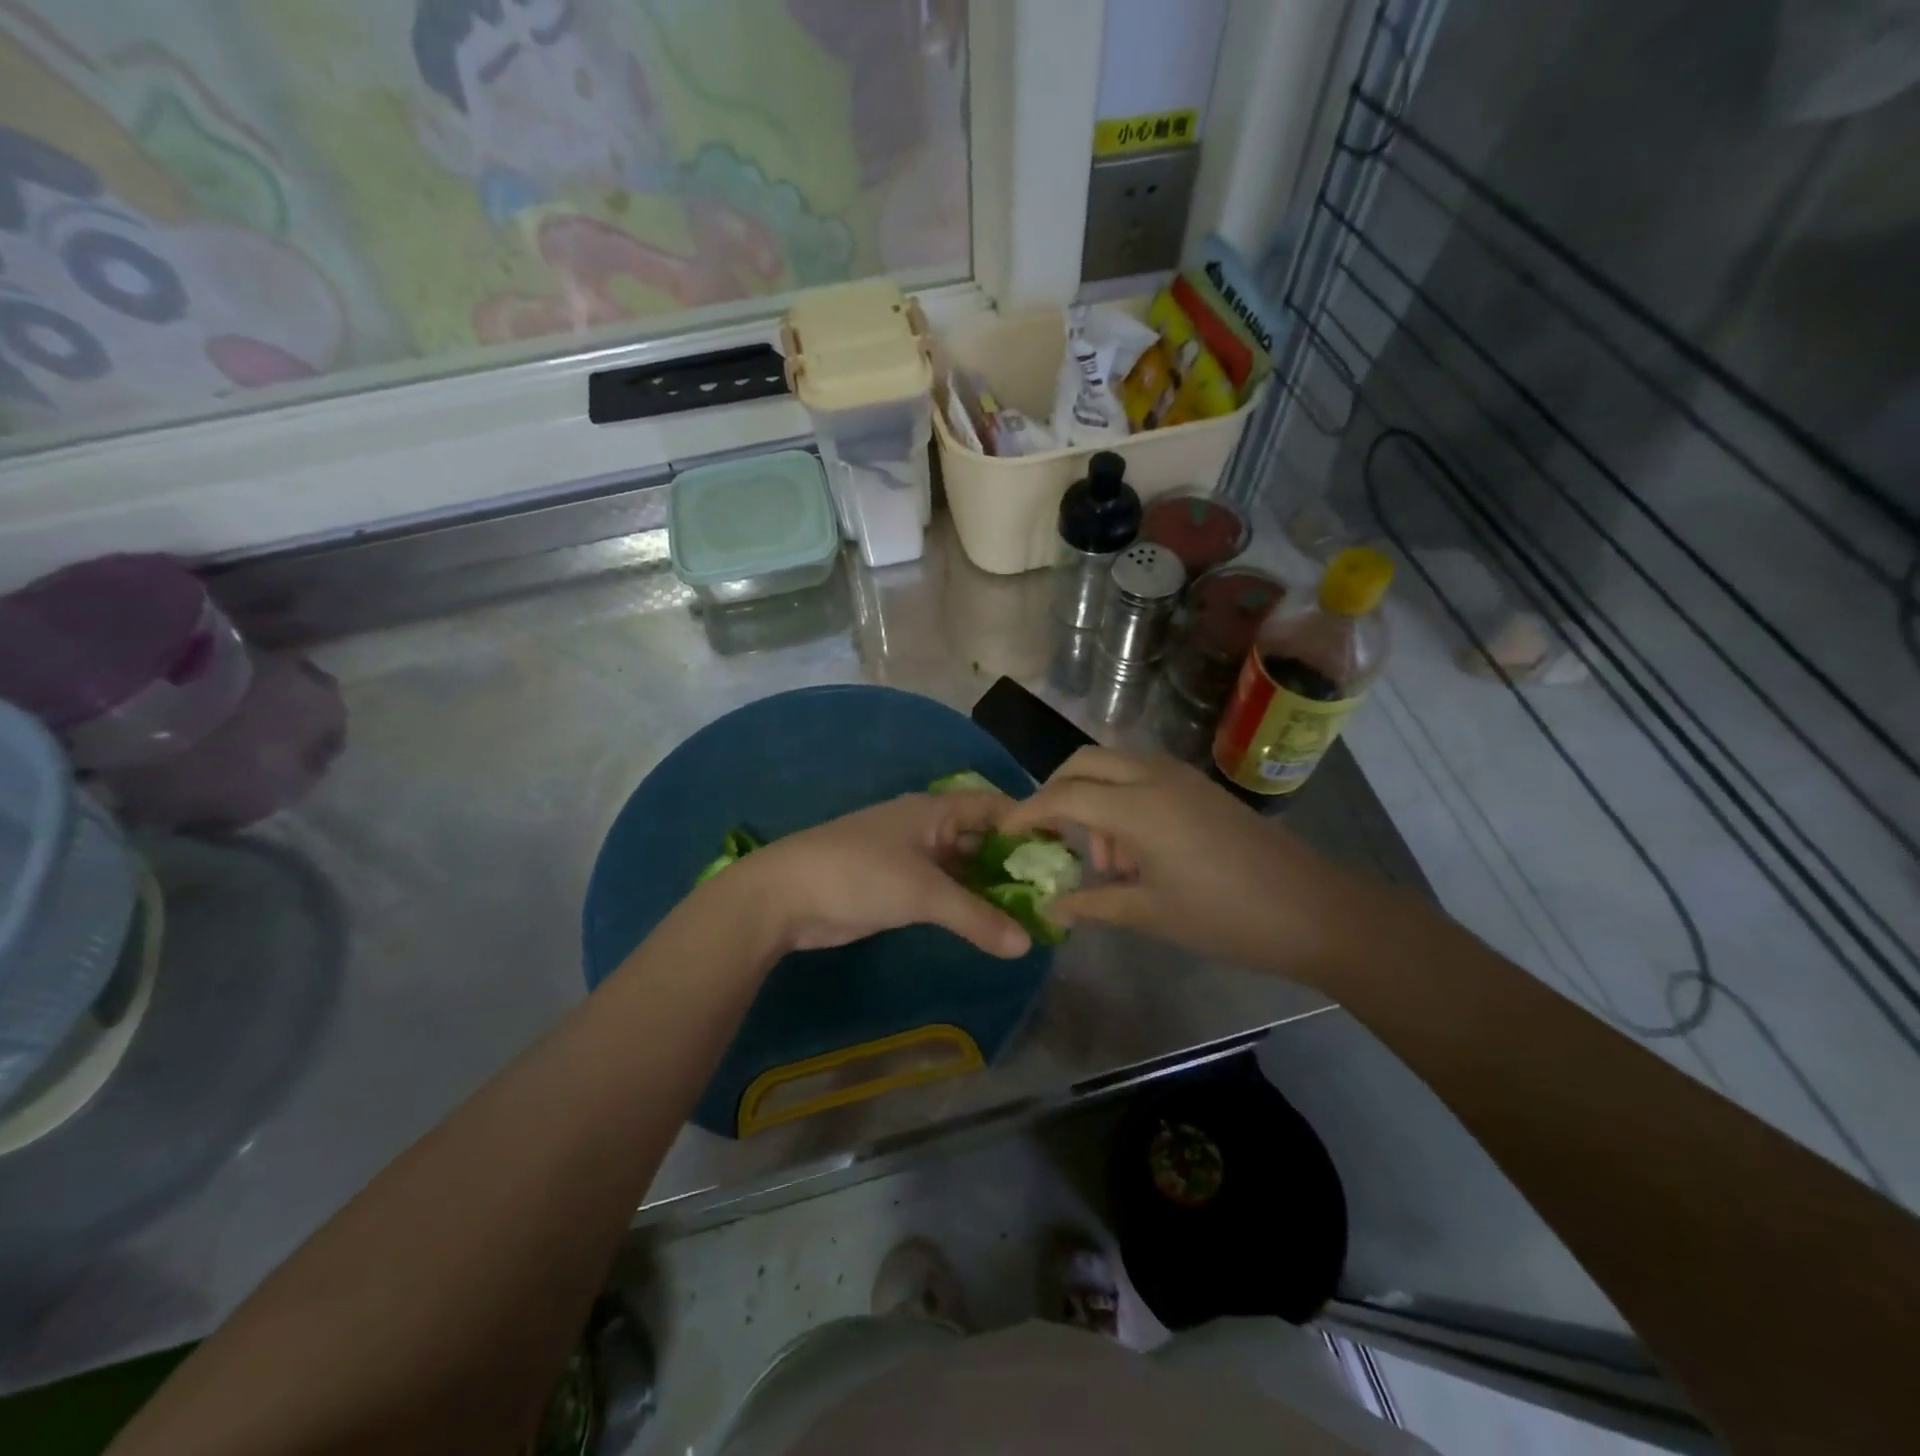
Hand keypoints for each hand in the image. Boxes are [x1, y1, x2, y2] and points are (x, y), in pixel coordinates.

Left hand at [728, 792, 1030, 958]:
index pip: (994, 806)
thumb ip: (977, 918)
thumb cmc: (859, 874)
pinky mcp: (896, 887)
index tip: (1062, 851)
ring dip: (991, 887)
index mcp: (934, 810)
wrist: (785, 896)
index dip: (1028, 824)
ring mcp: (910, 857)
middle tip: (1053, 891)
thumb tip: (1027, 946)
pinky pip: (944, 890)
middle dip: (1013, 862)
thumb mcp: (923, 893)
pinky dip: (966, 904)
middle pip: (981, 838)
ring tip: (1031, 912)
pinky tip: (990, 924)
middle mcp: (927, 827)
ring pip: (963, 867)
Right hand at [998, 748, 1380, 978]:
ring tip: (1104, 861)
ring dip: (1093, 798)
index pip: (1064, 795)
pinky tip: (1134, 851)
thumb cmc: (1225, 916)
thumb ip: (1092, 904)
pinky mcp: (1198, 788)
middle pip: (1084, 762)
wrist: (1313, 910)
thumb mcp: (1150, 913)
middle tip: (1048, 835)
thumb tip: (1049, 909)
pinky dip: (1121, 800)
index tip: (1004, 830)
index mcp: (1138, 807)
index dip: (1028, 811)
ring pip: (1114, 765)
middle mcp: (1154, 777)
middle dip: (1056, 791)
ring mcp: (1180, 777)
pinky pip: (1142, 777)